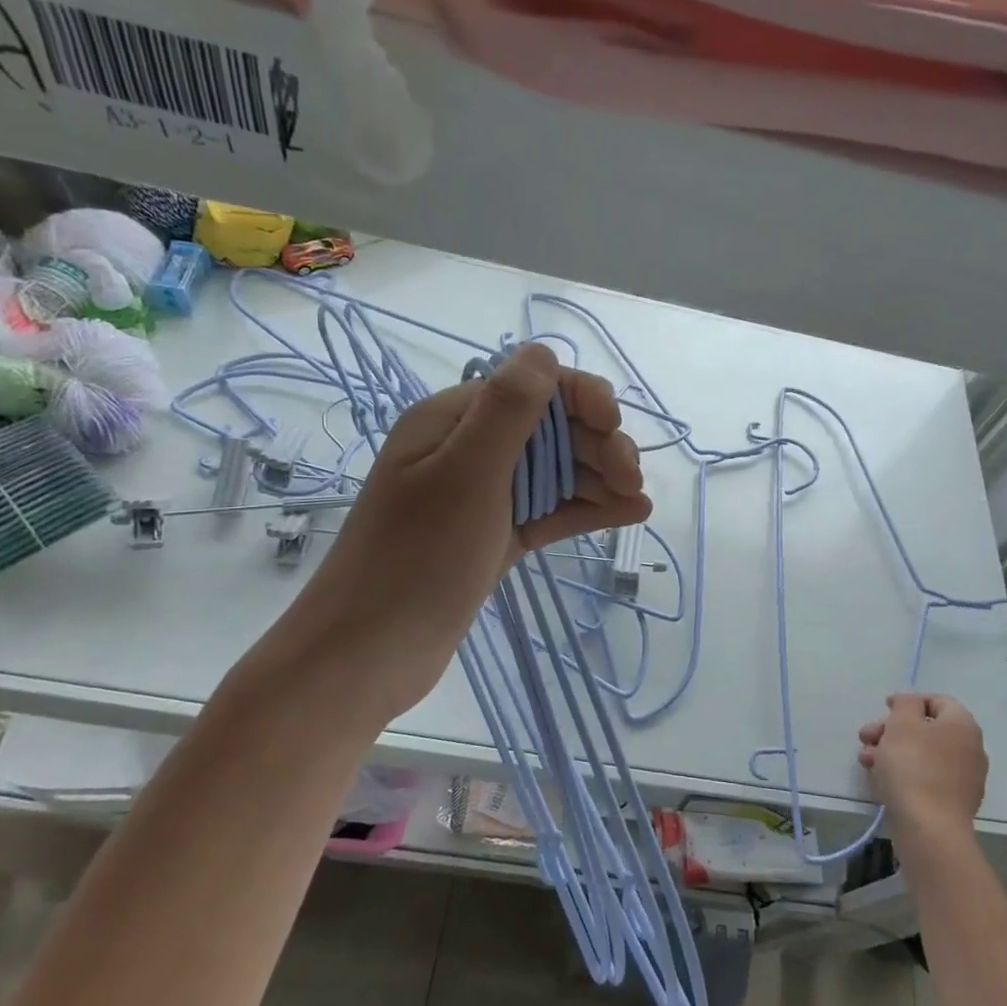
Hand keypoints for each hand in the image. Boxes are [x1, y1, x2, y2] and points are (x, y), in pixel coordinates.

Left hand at [251, 343, 649, 722]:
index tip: (614, 425)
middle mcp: (469, 451)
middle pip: (550, 429)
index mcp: (452, 422)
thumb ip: (507, 412)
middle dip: (597, 443)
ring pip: (555, 471)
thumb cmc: (416, 559)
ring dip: (600, 478)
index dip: (579, 398)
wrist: (369, 655)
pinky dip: (587, 509)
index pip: (530, 387)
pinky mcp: (496, 537)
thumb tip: (543, 350)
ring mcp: (484, 497)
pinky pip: (550, 510)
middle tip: (631, 478)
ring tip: (637, 500)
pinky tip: (627, 514)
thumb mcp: (465, 476)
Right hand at [858, 693, 988, 845]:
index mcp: (962, 725)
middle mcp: (969, 749)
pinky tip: (879, 779)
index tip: (884, 707)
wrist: (928, 829)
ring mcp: (963, 779)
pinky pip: (925, 778)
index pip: (938, 701)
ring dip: (891, 751)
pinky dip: (903, 773)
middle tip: (866, 736)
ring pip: (922, 755)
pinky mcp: (952, 803)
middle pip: (926, 729)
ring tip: (865, 760)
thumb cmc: (913, 766)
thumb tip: (911, 702)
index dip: (909, 700)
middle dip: (892, 729)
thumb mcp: (902, 723)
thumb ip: (906, 703)